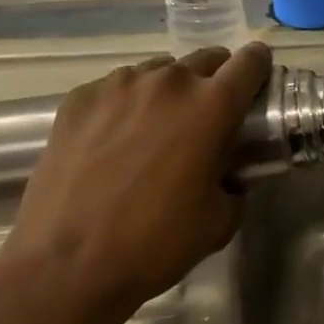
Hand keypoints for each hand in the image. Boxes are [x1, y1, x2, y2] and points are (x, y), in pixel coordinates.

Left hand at [0, 43, 272, 314]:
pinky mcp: (80, 97)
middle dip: (214, 80)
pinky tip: (111, 142)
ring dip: (167, 92)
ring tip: (154, 130)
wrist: (64, 264)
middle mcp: (169, 81)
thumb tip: (229, 176)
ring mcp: (120, 84)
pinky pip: (116, 88)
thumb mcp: (219, 222)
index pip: (250, 62)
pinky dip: (124, 105)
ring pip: (159, 72)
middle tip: (205, 117)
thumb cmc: (153, 244)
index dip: (259, 67)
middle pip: (206, 59)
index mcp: (212, 106)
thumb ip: (235, 185)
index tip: (257, 81)